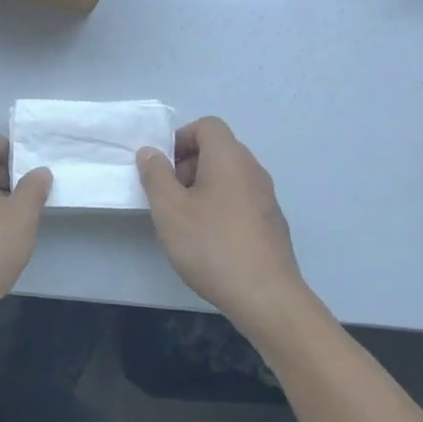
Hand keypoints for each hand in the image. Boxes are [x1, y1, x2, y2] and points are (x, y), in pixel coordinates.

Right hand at [136, 116, 312, 336]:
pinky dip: (221, 206)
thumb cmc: (211, 245)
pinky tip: (209, 239)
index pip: (207, 125)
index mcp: (229, 158)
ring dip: (203, 187)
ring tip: (185, 220)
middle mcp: (253, 170)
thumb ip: (155, 175)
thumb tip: (150, 152)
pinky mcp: (272, 222)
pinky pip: (241, 198)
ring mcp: (267, 197)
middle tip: (169, 195)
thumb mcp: (169, 209)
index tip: (163, 168)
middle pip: (218, 149)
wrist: (266, 296)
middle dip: (188, 164)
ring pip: (229, 176)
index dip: (180, 139)